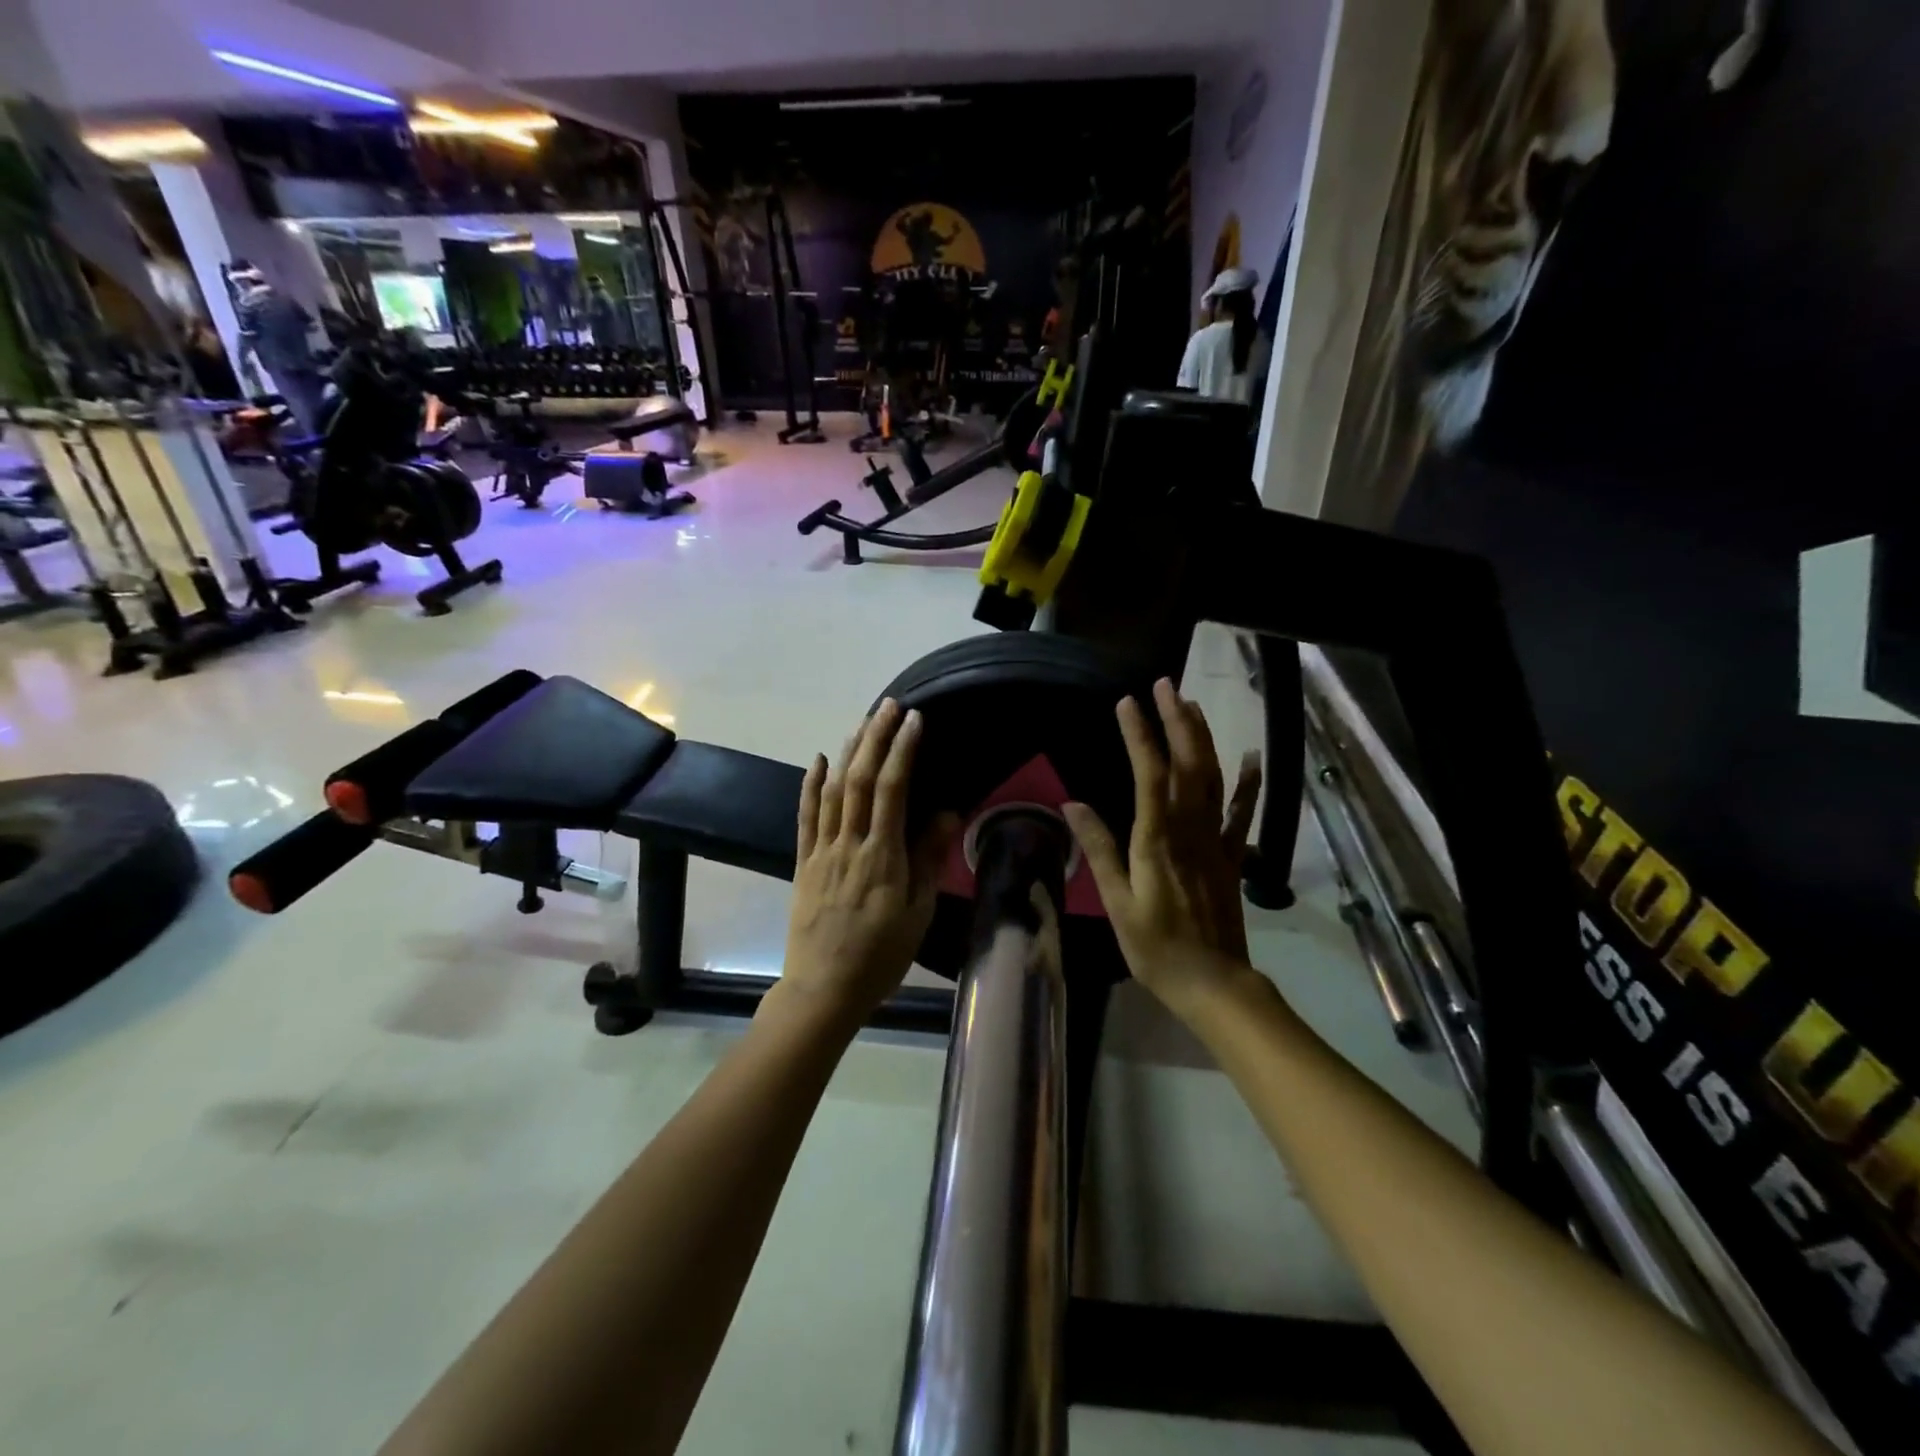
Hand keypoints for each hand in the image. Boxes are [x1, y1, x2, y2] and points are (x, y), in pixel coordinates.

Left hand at [782, 700, 959, 1027]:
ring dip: (848, 752)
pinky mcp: (803, 862)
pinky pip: (806, 816)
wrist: (824, 990)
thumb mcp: (918, 912)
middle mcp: (849, 844)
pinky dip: (811, 785)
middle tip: (890, 706)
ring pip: (833, 790)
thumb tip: (945, 812)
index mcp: (882, 856)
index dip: (902, 750)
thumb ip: (928, 859)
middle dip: (875, 737)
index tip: (915, 720)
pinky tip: (818, 760)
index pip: (892, 790)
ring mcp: (821, 851)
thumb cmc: (880, 955)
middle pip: (860, 779)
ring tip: (863, 723)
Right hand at [1063, 680, 1264, 1020]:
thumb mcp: (1117, 902)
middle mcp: (1190, 829)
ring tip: (1191, 704)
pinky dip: (1248, 783)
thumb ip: (1099, 850)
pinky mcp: (1231, 856)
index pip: (1148, 774)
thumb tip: (1072, 805)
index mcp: (1157, 839)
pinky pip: (1242, 812)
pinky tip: (1251, 757)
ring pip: (1213, 778)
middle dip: (1176, 721)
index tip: (1127, 702)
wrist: (1213, 982)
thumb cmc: (1155, 947)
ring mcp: (1216, 840)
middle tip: (1165, 684)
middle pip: (1186, 764)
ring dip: (1203, 738)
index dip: (1139, 735)